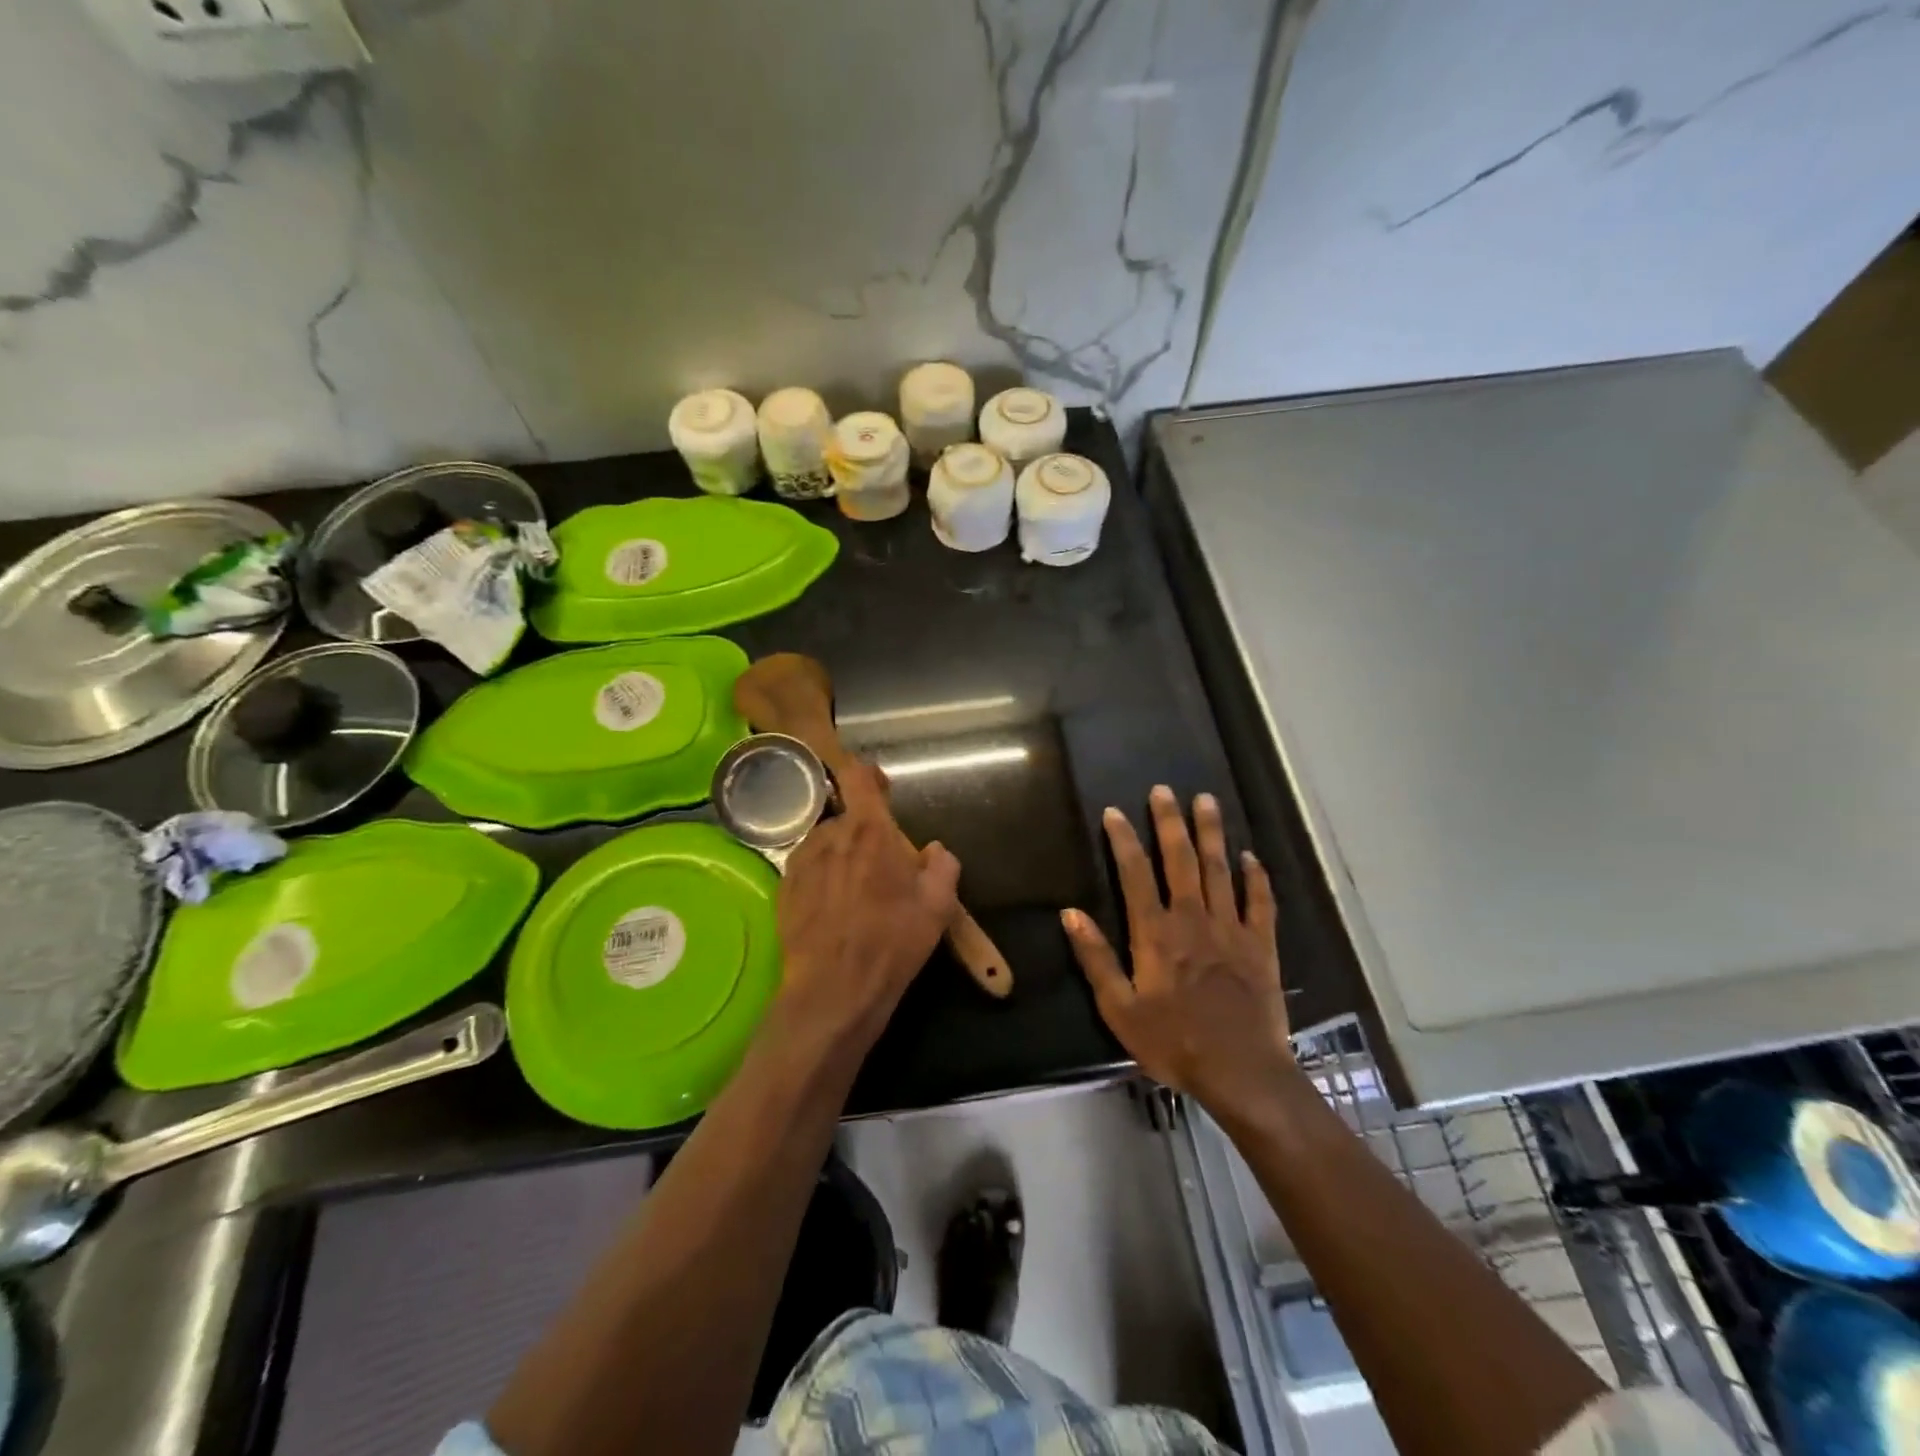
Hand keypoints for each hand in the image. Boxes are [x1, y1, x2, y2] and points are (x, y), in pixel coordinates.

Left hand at [775, 761, 960, 1053]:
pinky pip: (808, 868)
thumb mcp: (937, 907)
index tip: (880, 786)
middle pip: (847, 818)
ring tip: (856, 893)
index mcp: (869, 832)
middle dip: (864, 834)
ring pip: (826, 844)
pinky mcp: (783, 889)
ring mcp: (802, 862)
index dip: (869, 774)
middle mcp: (830, 837)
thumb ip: (942, 867)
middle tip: (881, 866)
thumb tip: (934, 851)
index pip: (859, 778)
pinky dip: (822, 877)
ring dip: (841, 856)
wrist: (834, 990)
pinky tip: (835, 909)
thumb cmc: (892, 943)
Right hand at [1063, 786, 1291, 1117]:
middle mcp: (1193, 919)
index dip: (1124, 840)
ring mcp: (1231, 928)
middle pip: (1180, 859)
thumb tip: (1071, 914)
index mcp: (1155, 933)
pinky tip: (1250, 856)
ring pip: (1220, 869)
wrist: (1241, 1072)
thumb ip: (1096, 958)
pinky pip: (1260, 902)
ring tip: (1206, 800)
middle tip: (1164, 789)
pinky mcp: (1261, 945)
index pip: (1135, 873)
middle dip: (1169, 821)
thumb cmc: (1174, 1043)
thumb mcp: (1120, 1009)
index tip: (1115, 811)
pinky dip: (1255, 877)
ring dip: (1212, 833)